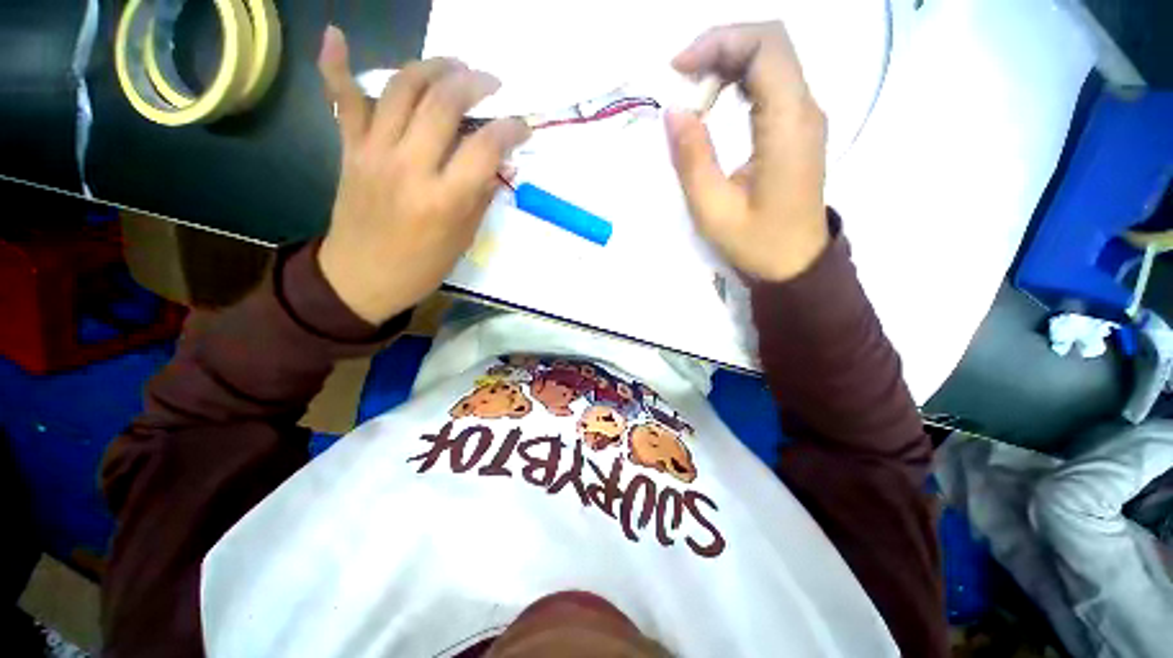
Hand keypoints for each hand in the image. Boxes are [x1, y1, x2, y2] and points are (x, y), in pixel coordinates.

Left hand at [316, 26, 529, 324]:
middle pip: (443, 103)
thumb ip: (480, 195)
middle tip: (490, 82)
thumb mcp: (464, 238)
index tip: (522, 126)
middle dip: (474, 82)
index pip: (485, 147)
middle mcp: (410, 167)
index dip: (510, 129)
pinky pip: (343, 100)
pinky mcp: (351, 149)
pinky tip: (336, 35)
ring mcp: (375, 152)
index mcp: (445, 199)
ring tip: (453, 64)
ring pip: (401, 88)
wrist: (363, 277)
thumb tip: (496, 162)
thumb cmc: (422, 266)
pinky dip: (337, 64)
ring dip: (432, 66)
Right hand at [666, 22, 828, 282]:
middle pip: (770, 43)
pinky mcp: (798, 127)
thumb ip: (692, 159)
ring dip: (728, 63)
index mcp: (788, 125)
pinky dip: (739, 81)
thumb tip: (674, 111)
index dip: (719, 42)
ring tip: (693, 91)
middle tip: (682, 78)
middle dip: (721, 47)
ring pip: (771, 59)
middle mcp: (805, 109)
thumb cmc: (756, 243)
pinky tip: (715, 102)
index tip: (678, 69)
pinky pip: (771, 83)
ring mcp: (805, 116)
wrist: (795, 264)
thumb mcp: (713, 210)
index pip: (765, 47)